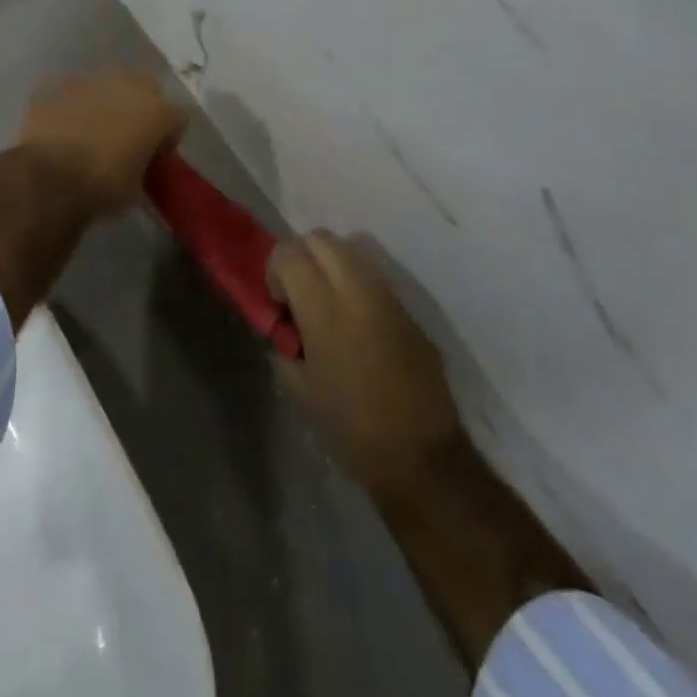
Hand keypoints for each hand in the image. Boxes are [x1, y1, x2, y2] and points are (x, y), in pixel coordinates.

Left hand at [17, 71, 185, 214]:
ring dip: (105, 103)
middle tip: (127, 136)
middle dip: (139, 108)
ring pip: (106, 86)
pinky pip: (73, 93)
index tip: (155, 156)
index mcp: (157, 111)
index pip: (177, 118)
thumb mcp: (137, 187)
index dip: (167, 138)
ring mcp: (90, 81)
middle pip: (144, 89)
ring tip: (91, 131)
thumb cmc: (103, 187)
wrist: (49, 179)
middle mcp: (128, 85)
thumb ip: (143, 165)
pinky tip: (63, 129)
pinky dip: (72, 107)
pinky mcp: (58, 86)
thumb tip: (134, 163)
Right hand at [269, 231, 463, 520]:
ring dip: (332, 268)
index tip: (279, 304)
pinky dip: (357, 289)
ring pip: (351, 252)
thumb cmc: (350, 426)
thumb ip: (283, 342)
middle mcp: (356, 290)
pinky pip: (375, 281)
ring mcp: (388, 298)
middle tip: (300, 295)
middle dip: (303, 256)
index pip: (288, 253)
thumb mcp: (298, 386)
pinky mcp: (409, 312)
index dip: (274, 271)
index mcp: (323, 308)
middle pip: (321, 238)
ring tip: (329, 308)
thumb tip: (282, 323)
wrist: (421, 458)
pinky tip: (358, 328)